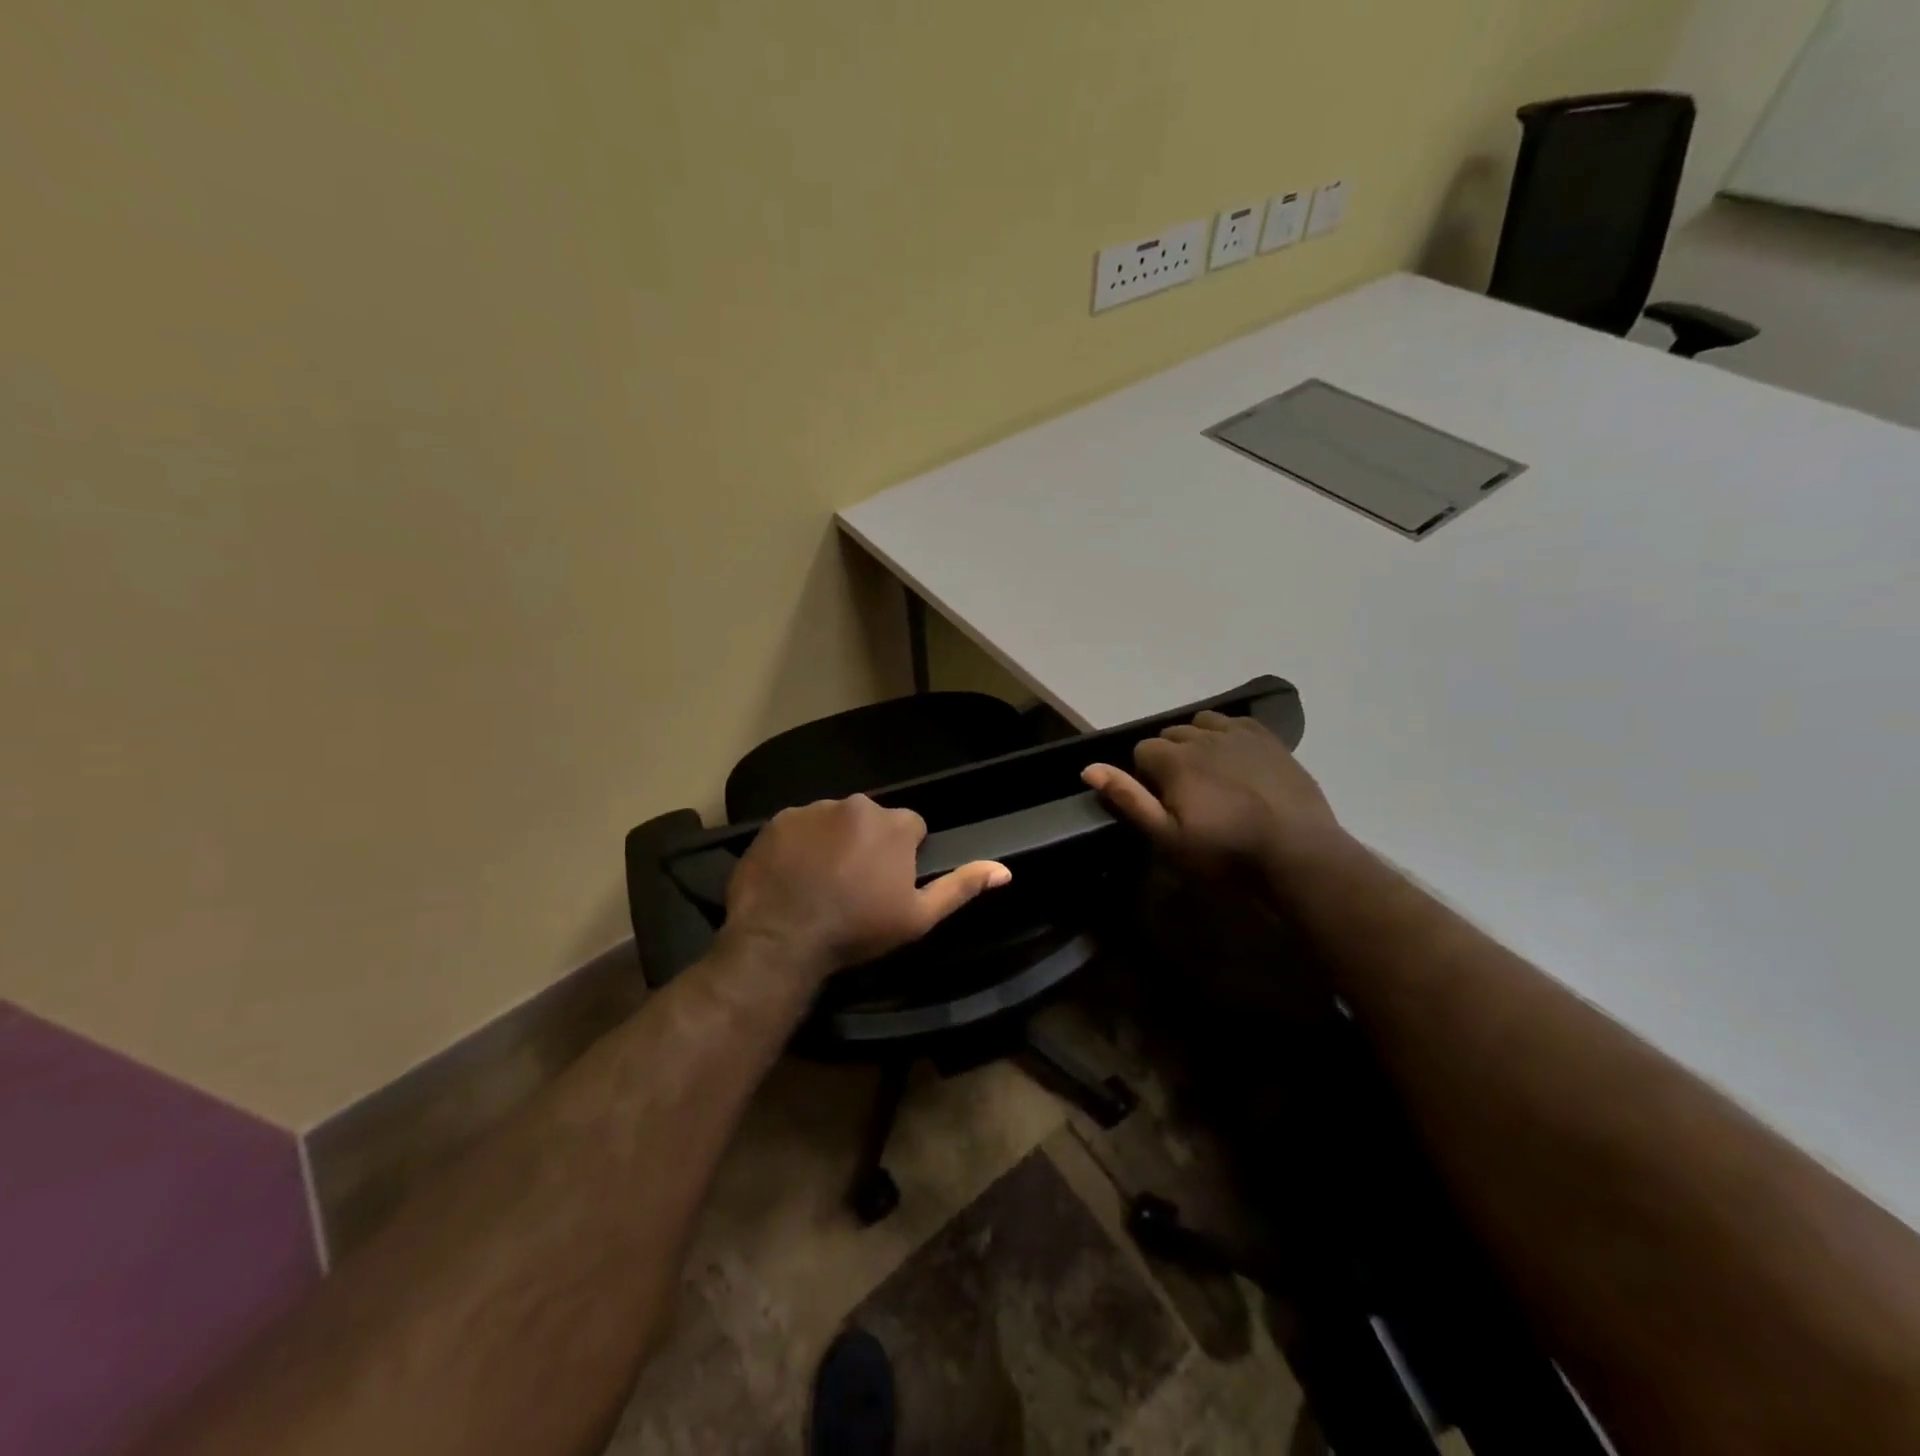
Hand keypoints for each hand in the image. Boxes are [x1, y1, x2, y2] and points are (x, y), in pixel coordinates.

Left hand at [720, 794, 1010, 984]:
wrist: (782, 939)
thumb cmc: (858, 929)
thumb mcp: (918, 917)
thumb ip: (961, 887)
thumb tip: (1004, 870)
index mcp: (895, 824)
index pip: (911, 828)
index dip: (904, 856)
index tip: (889, 884)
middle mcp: (856, 805)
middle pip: (871, 821)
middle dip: (868, 844)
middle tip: (854, 885)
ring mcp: (813, 809)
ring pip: (834, 821)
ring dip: (833, 842)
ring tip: (821, 881)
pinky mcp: (777, 820)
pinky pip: (798, 827)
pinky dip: (800, 844)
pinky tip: (793, 875)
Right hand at [1081, 710, 1343, 881]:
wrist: (1298, 852)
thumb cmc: (1225, 852)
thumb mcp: (1168, 838)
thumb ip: (1129, 799)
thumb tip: (1089, 769)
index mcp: (1174, 760)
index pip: (1142, 751)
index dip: (1145, 776)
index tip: (1160, 802)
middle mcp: (1202, 737)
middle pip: (1171, 735)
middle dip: (1169, 757)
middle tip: (1184, 794)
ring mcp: (1239, 734)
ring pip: (1202, 723)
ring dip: (1197, 741)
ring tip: (1208, 773)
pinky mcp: (1268, 739)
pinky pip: (1235, 722)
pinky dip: (1226, 735)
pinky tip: (1235, 759)